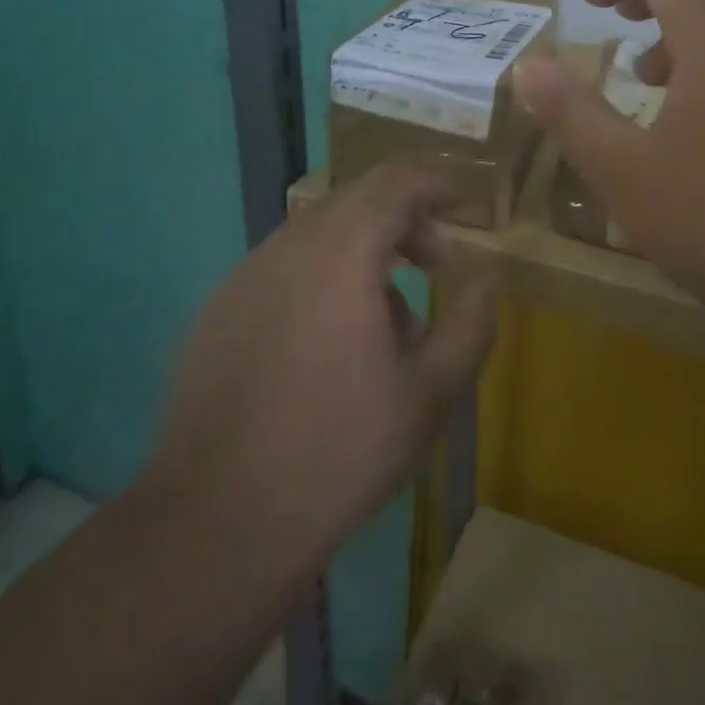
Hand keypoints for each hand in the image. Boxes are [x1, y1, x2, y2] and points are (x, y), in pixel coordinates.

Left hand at [137, 166, 497, 599]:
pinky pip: (282, 266)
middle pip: (354, 201)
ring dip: (362, 251)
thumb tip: (486, 277)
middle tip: (434, 264)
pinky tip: (329, 342)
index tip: (462, 208)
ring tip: (388, 318)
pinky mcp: (217, 309)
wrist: (219, 521)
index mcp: (340, 254)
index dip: (433, 185)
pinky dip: (321, 276)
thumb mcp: (430, 392)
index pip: (393, 183)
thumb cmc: (340, 451)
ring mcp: (244, 276)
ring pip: (317, 234)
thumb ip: (469, 323)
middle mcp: (286, 248)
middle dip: (402, 220)